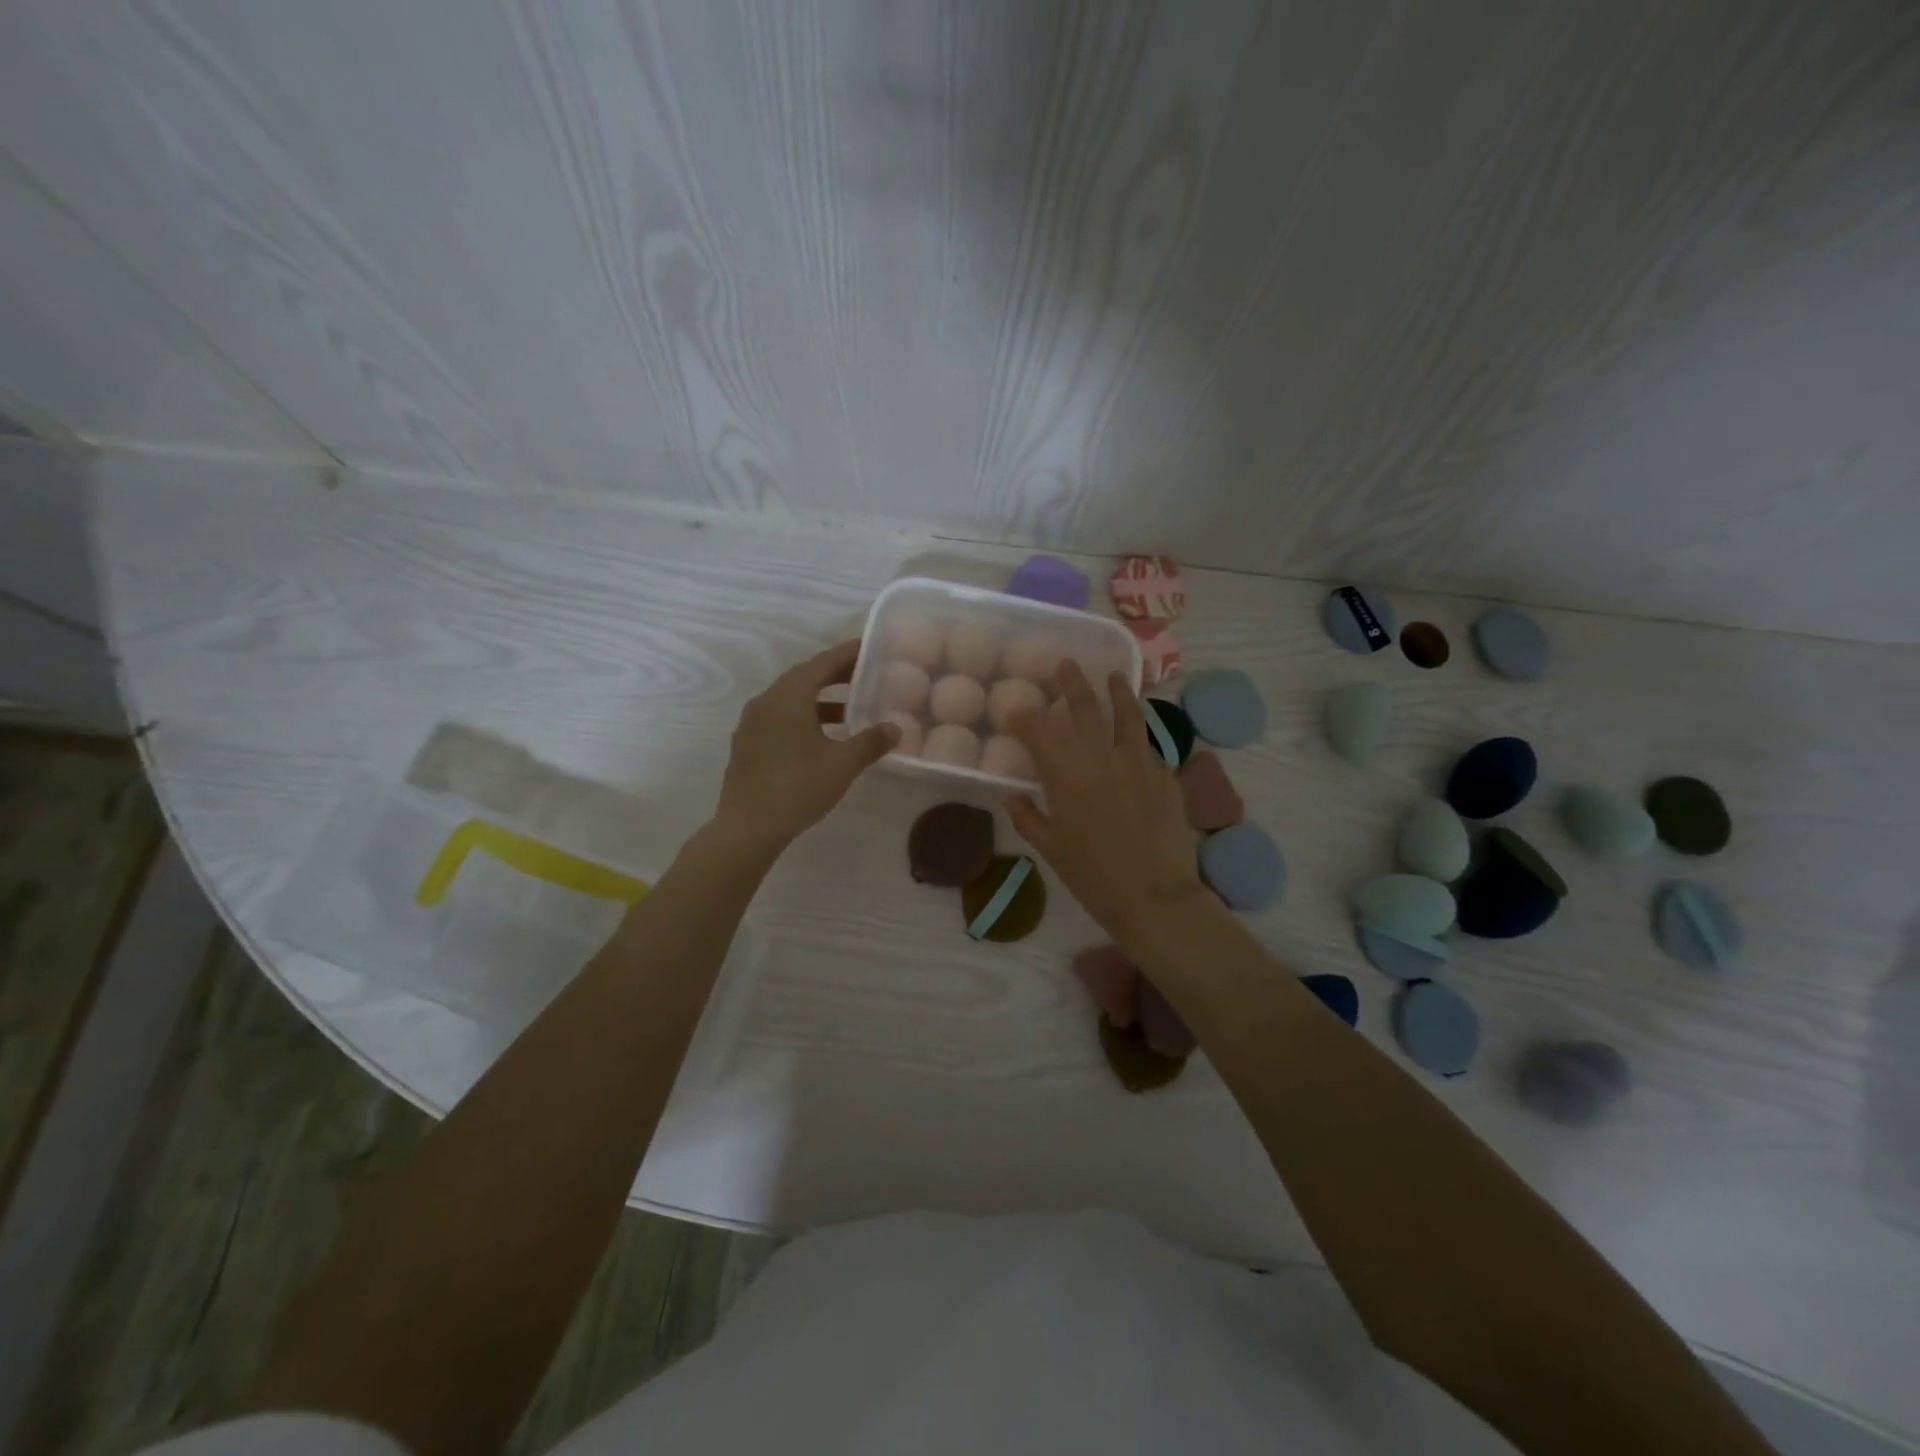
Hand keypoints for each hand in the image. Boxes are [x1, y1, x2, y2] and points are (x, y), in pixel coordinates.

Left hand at [714, 640, 898, 852]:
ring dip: (820, 701)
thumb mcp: (843, 764)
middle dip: (835, 676)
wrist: (748, 828)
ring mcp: (752, 724)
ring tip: (850, 712)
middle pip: (804, 678)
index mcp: (788, 697)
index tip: (869, 648)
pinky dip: (804, 718)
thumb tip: (895, 728)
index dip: (847, 654)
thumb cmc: (798, 787)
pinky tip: (823, 738)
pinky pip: (780, 719)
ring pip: (791, 701)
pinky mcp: (748, 745)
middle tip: (865, 676)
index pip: (821, 663)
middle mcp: (766, 702)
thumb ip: (871, 741)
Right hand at [1006, 661, 1205, 945]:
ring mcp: (1138, 760)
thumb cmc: (1093, 876)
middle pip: (1084, 705)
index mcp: (1065, 773)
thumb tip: (1013, 798)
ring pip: (1127, 712)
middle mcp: (1101, 755)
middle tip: (1066, 664)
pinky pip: (1147, 744)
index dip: (1022, 716)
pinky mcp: (1165, 773)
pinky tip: (1136, 733)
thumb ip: (1028, 818)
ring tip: (1114, 674)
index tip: (1015, 712)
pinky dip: (1138, 732)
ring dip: (1117, 690)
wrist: (1155, 895)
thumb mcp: (1050, 849)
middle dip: (1071, 682)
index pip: (1036, 729)